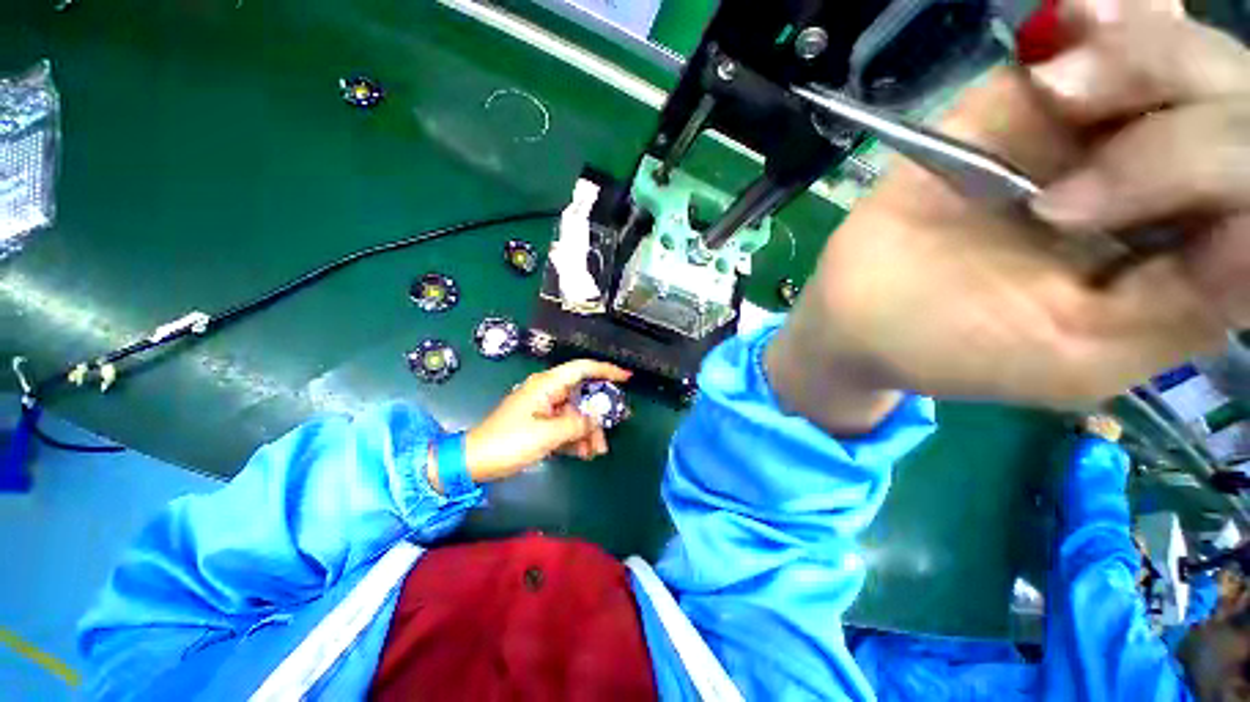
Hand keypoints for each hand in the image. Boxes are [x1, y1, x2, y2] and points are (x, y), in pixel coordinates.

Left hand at [427, 360, 631, 490]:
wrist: (475, 462)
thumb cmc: (508, 442)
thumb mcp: (546, 434)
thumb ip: (576, 425)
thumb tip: (597, 420)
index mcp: (547, 385)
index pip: (582, 368)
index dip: (606, 370)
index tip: (626, 377)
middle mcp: (548, 392)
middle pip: (582, 395)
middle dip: (599, 412)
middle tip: (616, 424)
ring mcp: (545, 409)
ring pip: (576, 413)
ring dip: (589, 431)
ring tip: (597, 451)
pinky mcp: (541, 424)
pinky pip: (566, 426)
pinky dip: (576, 438)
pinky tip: (585, 453)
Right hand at [770, 2, 1248, 423]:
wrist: (856, 309)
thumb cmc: (949, 346)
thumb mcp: (1075, 357)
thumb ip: (1183, 308)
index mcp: (1187, 262)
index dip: (1233, 162)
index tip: (1153, 189)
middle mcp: (1161, 188)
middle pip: (1232, 104)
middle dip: (1176, 97)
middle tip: (1071, 125)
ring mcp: (1093, 136)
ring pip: (1174, 54)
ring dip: (1136, 50)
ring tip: (1058, 87)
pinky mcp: (1026, 107)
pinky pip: (1094, 36)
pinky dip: (1099, 19)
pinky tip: (1074, 18)